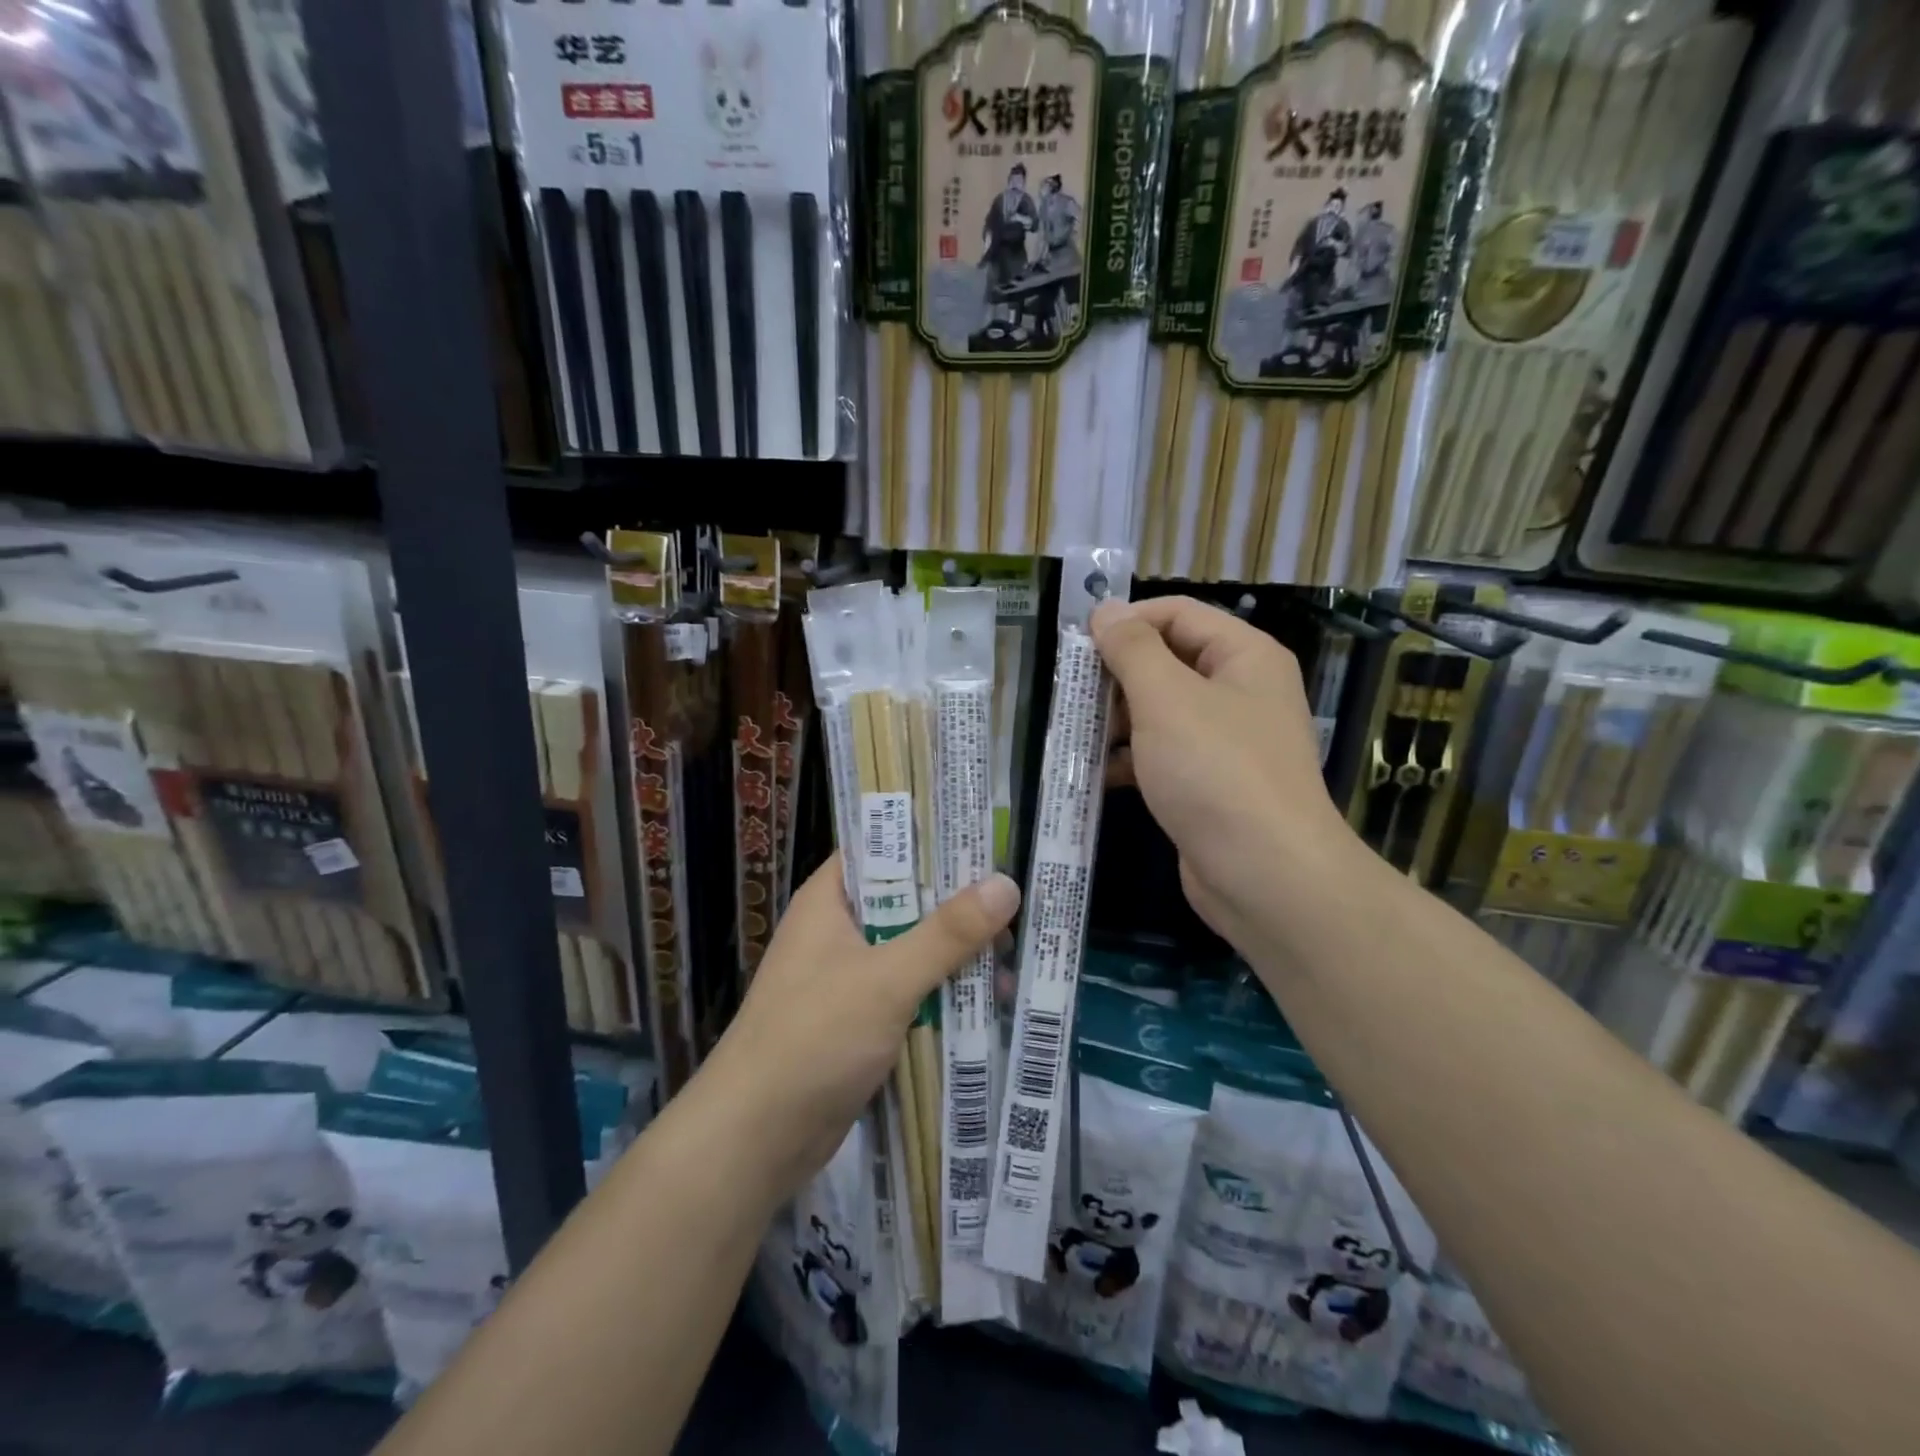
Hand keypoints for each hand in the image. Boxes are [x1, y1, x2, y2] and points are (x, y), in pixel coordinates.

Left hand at [694, 855, 1019, 1201]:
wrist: (754, 1139)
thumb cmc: (813, 1038)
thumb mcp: (886, 979)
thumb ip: (947, 933)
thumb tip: (1006, 883)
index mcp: (831, 900)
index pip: (882, 848)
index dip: (930, 839)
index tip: (985, 840)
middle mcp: (838, 931)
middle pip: (906, 901)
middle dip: (958, 905)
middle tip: (1017, 901)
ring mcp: (849, 977)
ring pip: (913, 950)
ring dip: (957, 955)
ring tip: (1015, 955)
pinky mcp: (860, 1020)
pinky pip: (910, 992)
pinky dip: (944, 993)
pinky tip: (990, 1000)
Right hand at [1092, 596, 1355, 948]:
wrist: (1265, 875)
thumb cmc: (1215, 771)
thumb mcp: (1166, 698)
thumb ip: (1132, 649)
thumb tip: (1106, 611)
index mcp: (1244, 656)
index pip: (1177, 613)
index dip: (1126, 622)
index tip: (1076, 646)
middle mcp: (1240, 691)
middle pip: (1168, 662)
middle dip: (1116, 676)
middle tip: (1069, 694)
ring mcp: (1226, 742)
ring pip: (1160, 712)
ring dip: (1116, 720)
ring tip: (1073, 733)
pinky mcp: (1210, 784)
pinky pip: (1163, 755)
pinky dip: (1130, 759)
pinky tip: (1094, 773)